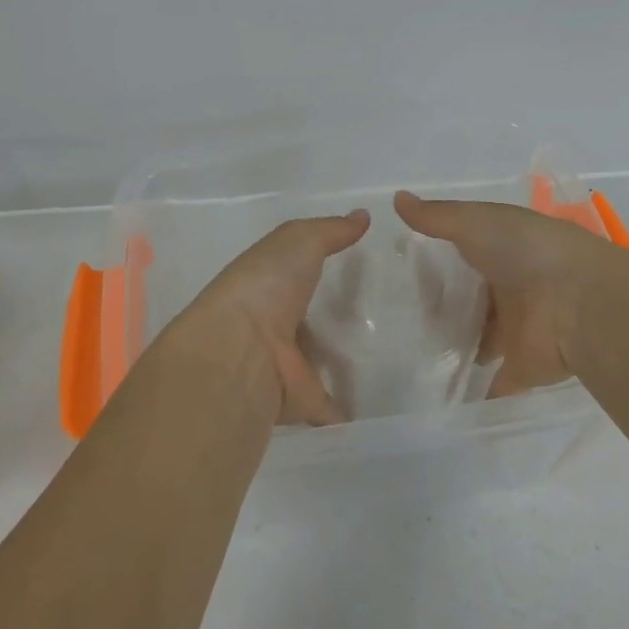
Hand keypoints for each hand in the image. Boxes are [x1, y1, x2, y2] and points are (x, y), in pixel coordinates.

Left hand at [172, 211, 370, 425]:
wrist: (239, 349)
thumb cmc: (265, 284)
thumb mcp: (298, 240)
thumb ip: (331, 230)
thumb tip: (363, 215)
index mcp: (268, 284)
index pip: (296, 274)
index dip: (320, 269)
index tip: (360, 266)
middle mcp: (274, 324)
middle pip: (310, 320)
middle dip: (336, 318)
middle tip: (384, 314)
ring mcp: (286, 365)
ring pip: (319, 362)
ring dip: (342, 362)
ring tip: (389, 358)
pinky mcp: (301, 401)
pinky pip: (330, 409)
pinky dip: (347, 413)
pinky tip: (377, 408)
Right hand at [394, 191, 628, 396]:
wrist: (579, 301)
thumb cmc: (526, 251)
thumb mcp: (474, 222)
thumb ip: (435, 217)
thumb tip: (395, 198)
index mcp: (505, 249)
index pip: (466, 252)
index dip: (438, 257)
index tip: (401, 267)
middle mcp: (512, 287)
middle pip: (473, 297)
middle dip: (444, 304)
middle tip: (395, 315)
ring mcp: (517, 329)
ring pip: (481, 338)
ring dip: (457, 344)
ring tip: (408, 354)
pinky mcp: (522, 366)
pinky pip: (495, 382)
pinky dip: (477, 392)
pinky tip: (442, 397)